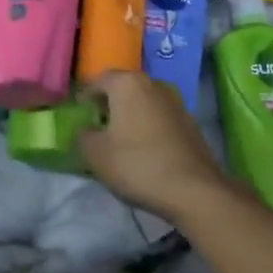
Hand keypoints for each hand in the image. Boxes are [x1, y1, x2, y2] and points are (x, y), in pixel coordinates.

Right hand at [78, 70, 241, 224]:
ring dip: (129, 116)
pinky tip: (142, 150)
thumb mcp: (95, 153)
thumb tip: (86, 129)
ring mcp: (175, 103)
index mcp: (127, 84)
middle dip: (108, 104)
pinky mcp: (190, 124)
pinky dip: (147, 128)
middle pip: (123, 89)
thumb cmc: (137, 164)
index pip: (98, 80)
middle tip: (96, 126)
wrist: (194, 191)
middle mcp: (153, 84)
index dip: (84, 96)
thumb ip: (83, 135)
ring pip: (143, 104)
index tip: (78, 114)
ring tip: (118, 140)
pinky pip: (159, 119)